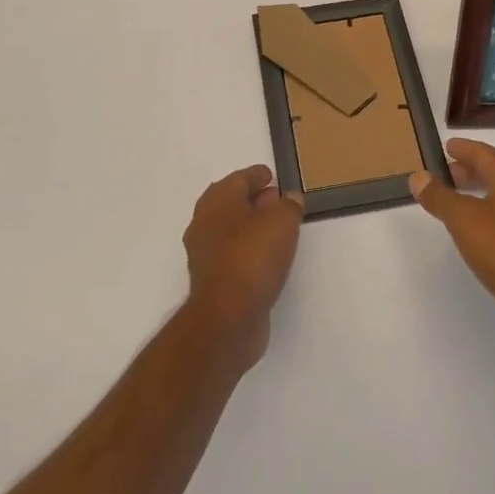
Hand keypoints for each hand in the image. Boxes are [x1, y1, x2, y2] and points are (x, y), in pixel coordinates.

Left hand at [182, 165, 303, 370]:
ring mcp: (205, 254)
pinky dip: (249, 249)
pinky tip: (268, 257)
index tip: (272, 175)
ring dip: (252, 226)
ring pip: (231, 230)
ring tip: (278, 228)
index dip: (257, 175)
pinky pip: (233, 254)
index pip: (239, 178)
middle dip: (254, 199)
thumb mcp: (282, 221)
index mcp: (217, 201)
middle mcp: (205, 223)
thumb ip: (289, 205)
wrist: (228, 318)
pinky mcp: (213, 281)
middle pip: (231, 203)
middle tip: (278, 199)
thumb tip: (289, 198)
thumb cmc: (253, 257)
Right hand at [409, 139, 494, 356]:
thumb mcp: (463, 219)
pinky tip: (480, 230)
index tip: (446, 147)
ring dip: (481, 193)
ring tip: (458, 202)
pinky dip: (492, 214)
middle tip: (446, 174)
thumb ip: (439, 196)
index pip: (486, 153)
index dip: (464, 149)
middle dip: (471, 171)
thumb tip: (419, 177)